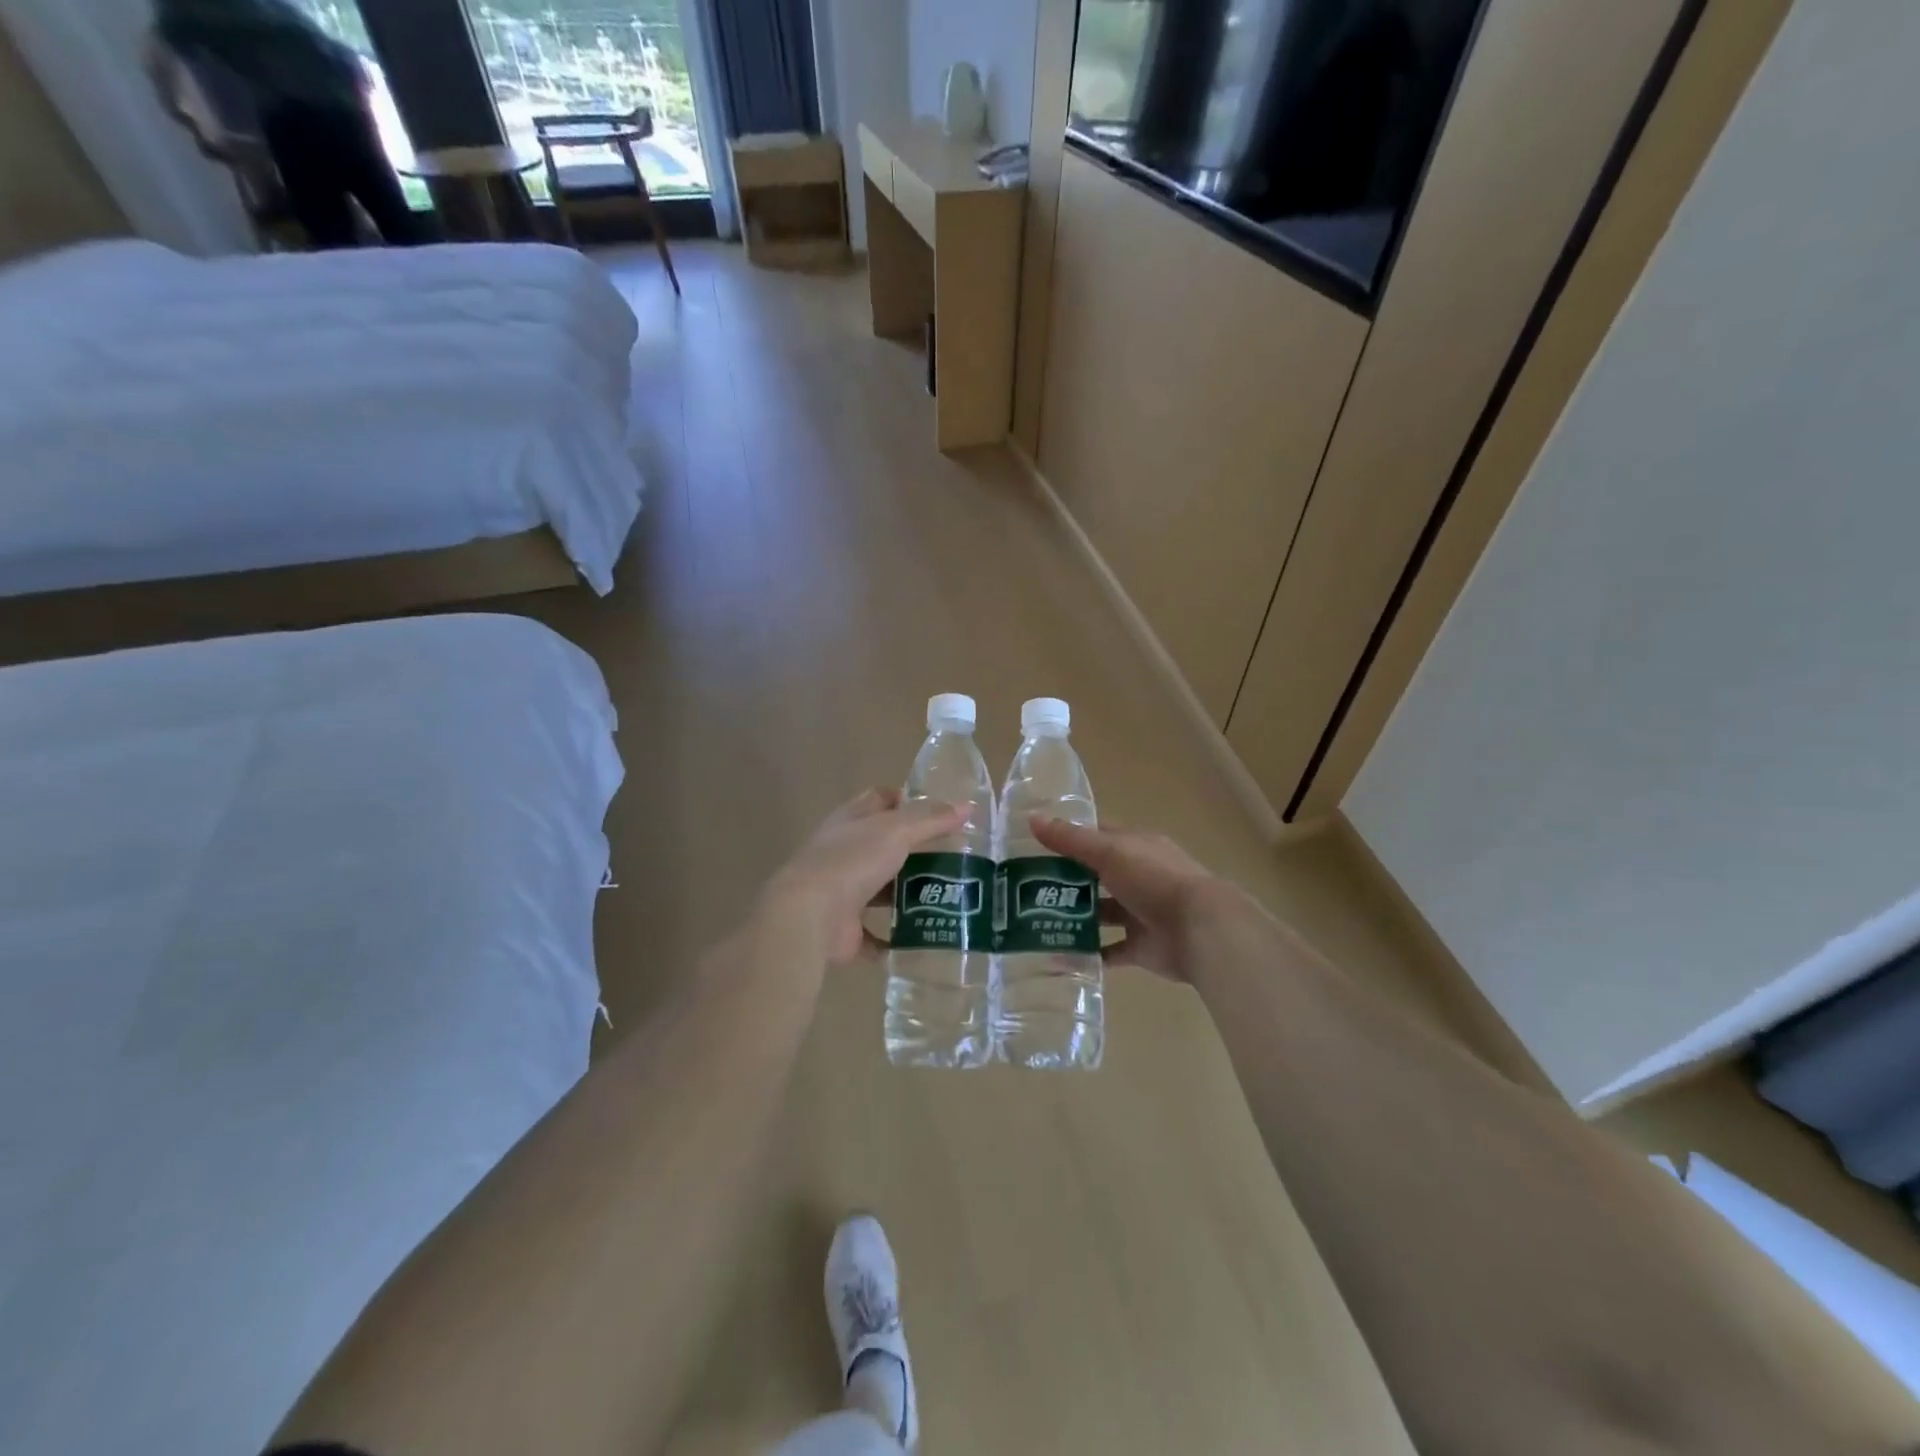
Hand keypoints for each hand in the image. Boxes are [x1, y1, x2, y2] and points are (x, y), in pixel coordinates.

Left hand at [759, 788, 965, 965]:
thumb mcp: (896, 831)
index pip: (878, 800)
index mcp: (850, 822)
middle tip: (954, 859)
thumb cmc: (851, 861)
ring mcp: (842, 893)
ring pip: (880, 890)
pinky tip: (924, 939)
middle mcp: (843, 854)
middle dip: (914, 852)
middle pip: (883, 847)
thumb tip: (967, 806)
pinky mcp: (844, 930)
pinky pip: (875, 936)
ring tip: (948, 898)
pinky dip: (894, 940)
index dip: (905, 800)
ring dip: (907, 895)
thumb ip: (931, 820)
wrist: (809, 917)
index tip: (937, 812)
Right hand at [1030, 818, 1226, 980]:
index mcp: (1134, 847)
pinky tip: (1057, 956)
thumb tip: (1032, 819)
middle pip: (1095, 875)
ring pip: (1100, 912)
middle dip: (1064, 880)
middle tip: (1024, 887)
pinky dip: (1087, 953)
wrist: (1200, 930)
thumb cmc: (1154, 879)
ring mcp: (1140, 913)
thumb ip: (1071, 839)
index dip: (1067, 838)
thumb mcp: (1109, 852)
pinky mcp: (1141, 947)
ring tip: (1034, 922)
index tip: (1032, 845)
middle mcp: (1138, 876)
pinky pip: (1108, 950)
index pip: (1096, 837)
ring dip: (1074, 917)